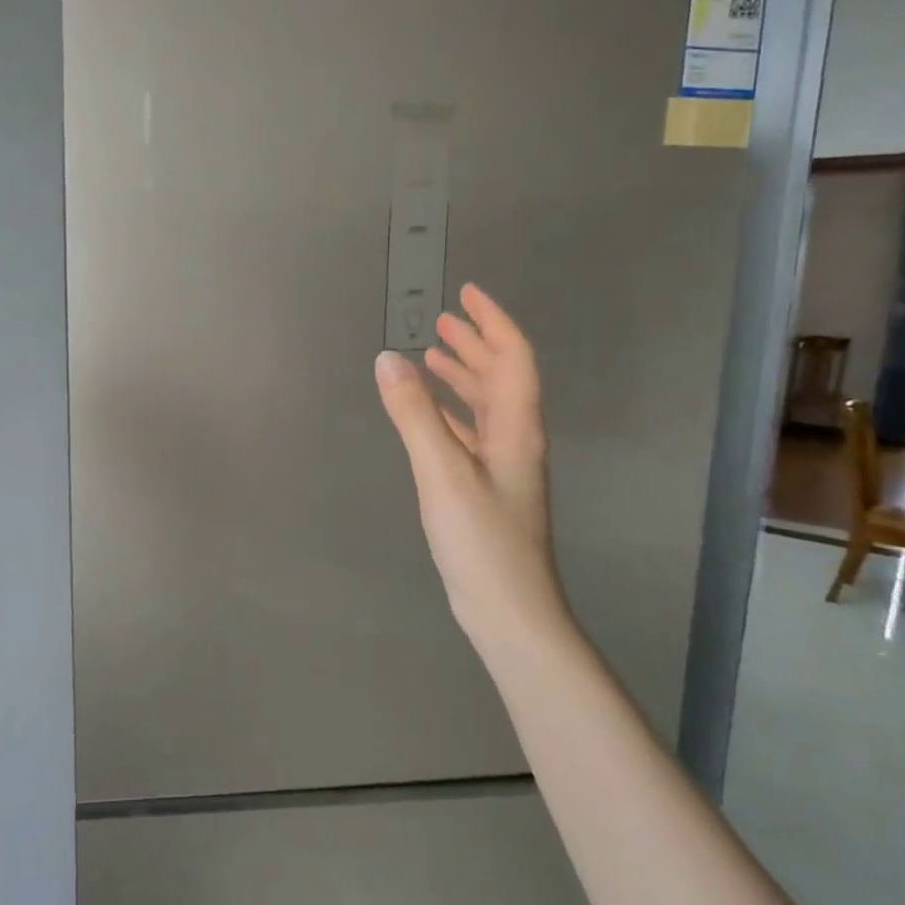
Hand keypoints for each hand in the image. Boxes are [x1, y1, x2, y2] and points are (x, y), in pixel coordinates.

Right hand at [375, 284, 570, 659]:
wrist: (509, 611)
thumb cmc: (482, 540)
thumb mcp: (442, 472)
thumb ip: (414, 415)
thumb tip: (388, 358)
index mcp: (516, 427)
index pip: (513, 357)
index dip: (492, 321)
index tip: (467, 293)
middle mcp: (515, 440)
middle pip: (502, 377)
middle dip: (475, 343)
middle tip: (444, 319)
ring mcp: (503, 467)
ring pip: (486, 406)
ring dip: (464, 376)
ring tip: (433, 356)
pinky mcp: (487, 490)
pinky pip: (471, 434)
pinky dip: (452, 413)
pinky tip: (432, 416)